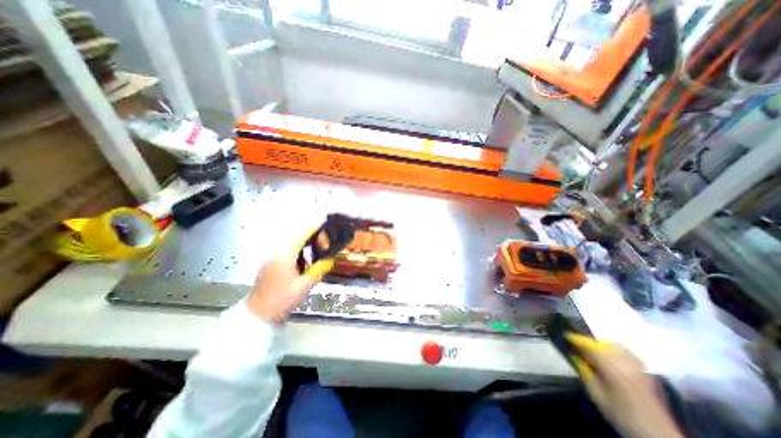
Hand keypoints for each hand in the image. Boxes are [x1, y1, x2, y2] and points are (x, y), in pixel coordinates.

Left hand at [246, 242, 332, 321]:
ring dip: (302, 253)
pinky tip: (298, 271)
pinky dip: (294, 259)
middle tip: (321, 256)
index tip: (326, 241)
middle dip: (311, 246)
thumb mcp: (305, 285)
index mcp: (285, 256)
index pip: (303, 237)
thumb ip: (319, 269)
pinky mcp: (266, 266)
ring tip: (310, 265)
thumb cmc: (283, 299)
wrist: (258, 315)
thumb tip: (331, 259)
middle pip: (297, 242)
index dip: (316, 236)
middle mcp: (276, 254)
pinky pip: (283, 256)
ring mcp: (269, 260)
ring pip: (291, 250)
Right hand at [569, 336, 683, 436]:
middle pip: (600, 343)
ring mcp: (637, 365)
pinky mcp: (645, 371)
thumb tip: (572, 354)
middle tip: (576, 348)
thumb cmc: (621, 414)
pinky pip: (625, 352)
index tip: (563, 335)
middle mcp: (624, 360)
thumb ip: (583, 371)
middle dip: (587, 342)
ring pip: (613, 345)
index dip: (574, 338)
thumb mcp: (596, 394)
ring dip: (600, 344)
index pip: (588, 344)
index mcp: (610, 365)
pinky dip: (613, 349)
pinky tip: (610, 358)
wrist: (658, 436)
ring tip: (591, 352)